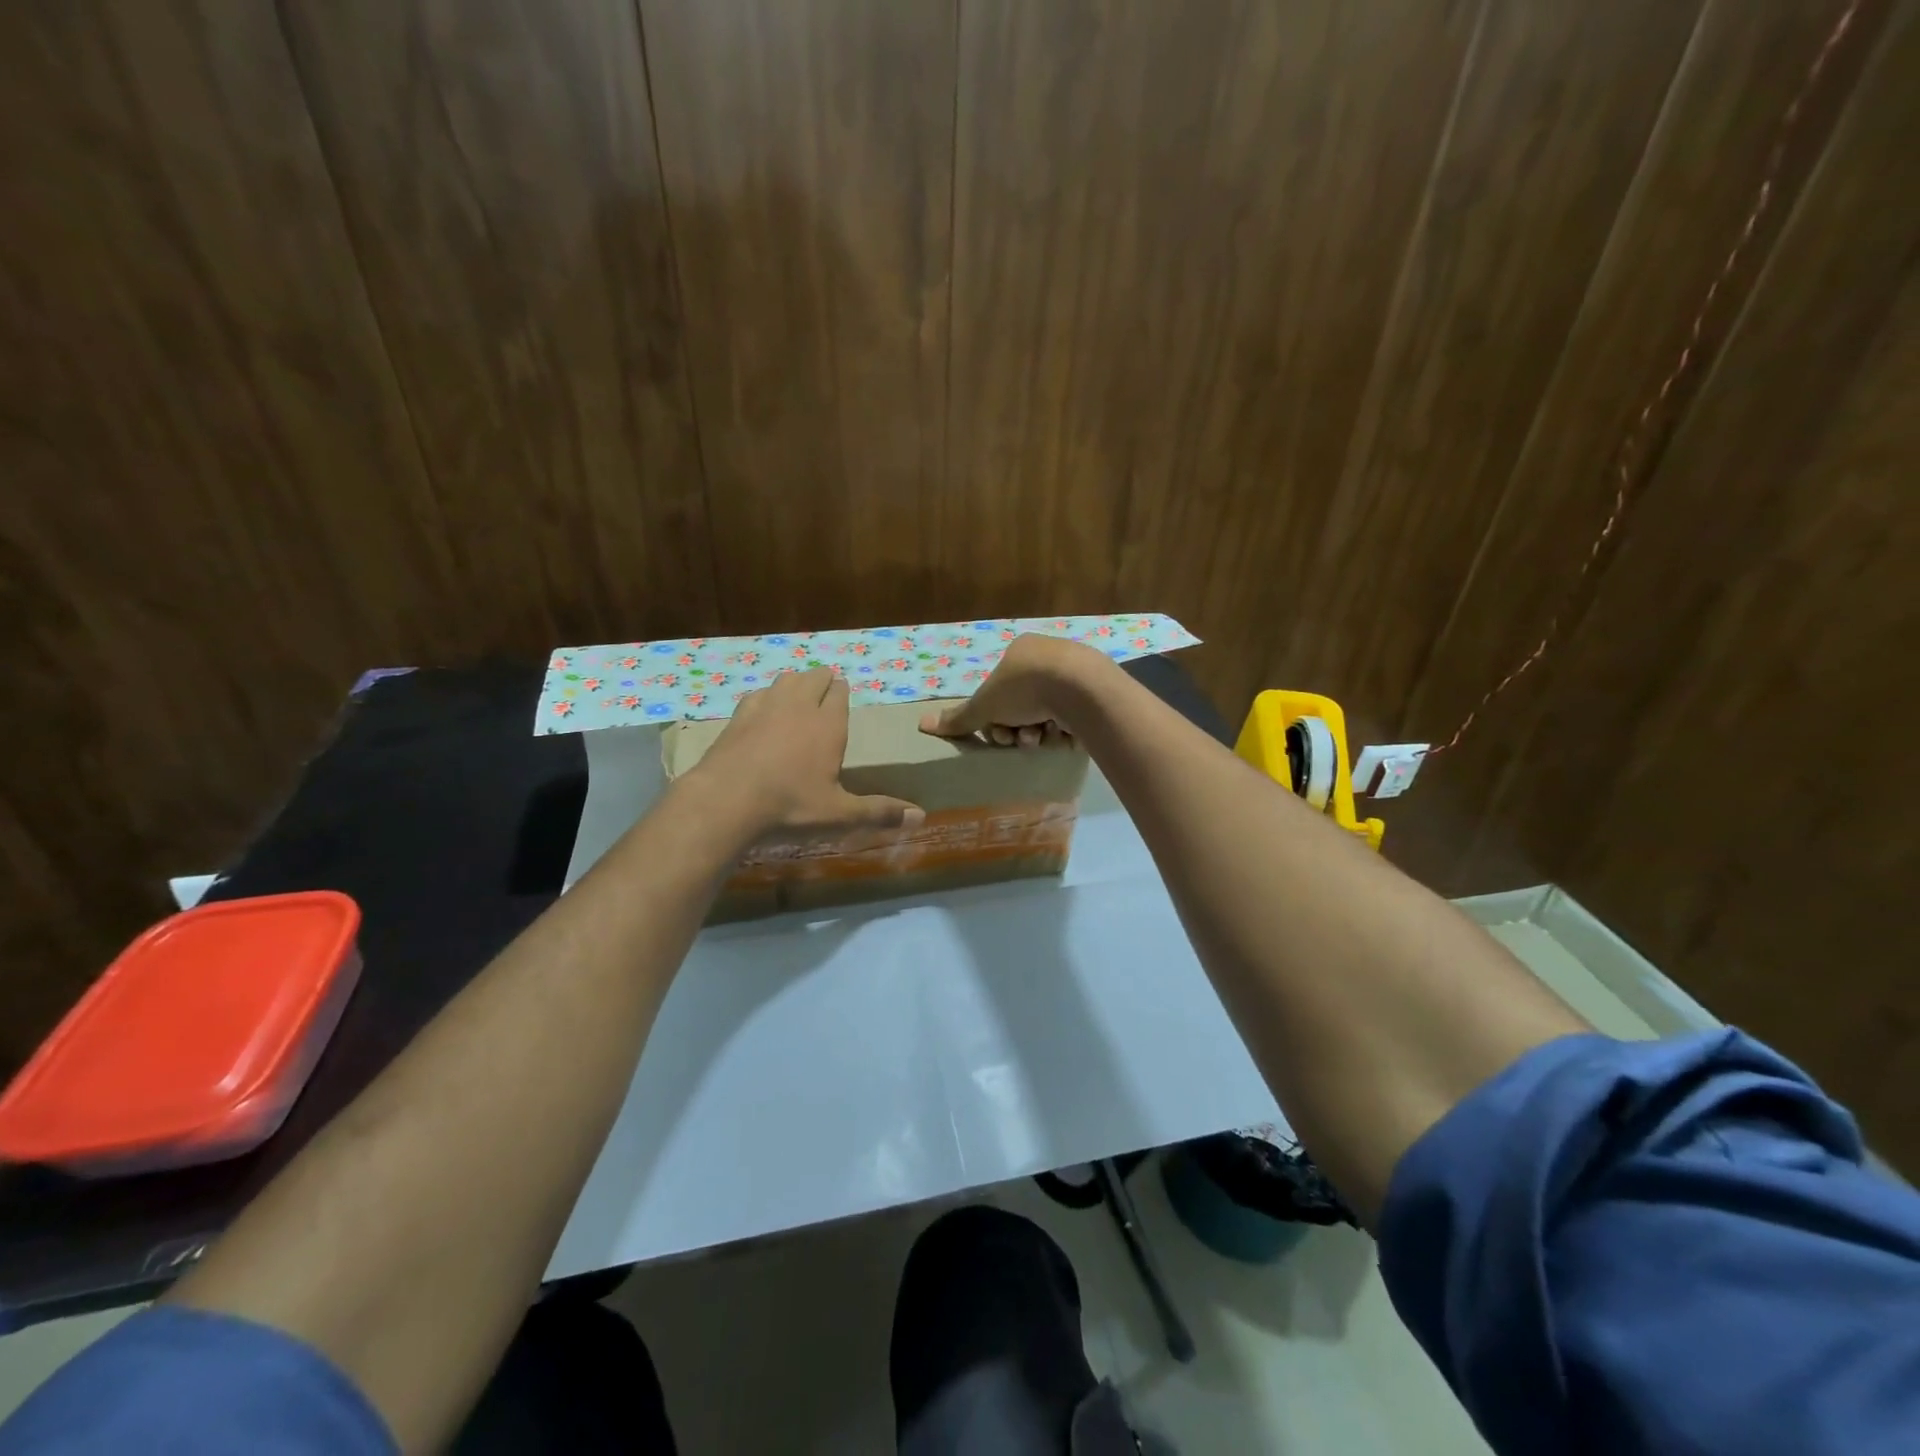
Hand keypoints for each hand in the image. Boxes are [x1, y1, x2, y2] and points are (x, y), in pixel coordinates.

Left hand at [687, 668, 922, 835]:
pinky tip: (763, 712)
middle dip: (822, 681)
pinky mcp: (737, 717)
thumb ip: (879, 813)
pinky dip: (766, 698)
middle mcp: (798, 705)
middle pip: (814, 678)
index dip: (842, 692)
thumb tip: (921, 817)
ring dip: (795, 684)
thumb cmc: (790, 806)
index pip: (840, 693)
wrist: (725, 801)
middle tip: (825, 692)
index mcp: (828, 723)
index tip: (843, 694)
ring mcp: (764, 706)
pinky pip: (758, 695)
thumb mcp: (839, 814)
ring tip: (798, 696)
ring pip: (785, 680)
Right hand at [919, 634, 1110, 745]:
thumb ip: (959, 718)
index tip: (998, 734)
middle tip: (1020, 740)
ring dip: (1039, 732)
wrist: (1082, 688)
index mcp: (1020, 651)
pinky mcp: (1097, 691)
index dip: (994, 718)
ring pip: (1047, 712)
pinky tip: (1063, 735)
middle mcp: (1048, 656)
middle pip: (1022, 705)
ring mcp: (1075, 673)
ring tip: (1042, 738)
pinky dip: (1064, 730)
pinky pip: (1073, 716)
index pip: (999, 691)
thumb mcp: (985, 705)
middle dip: (1017, 728)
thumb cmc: (1026, 688)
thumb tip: (922, 724)